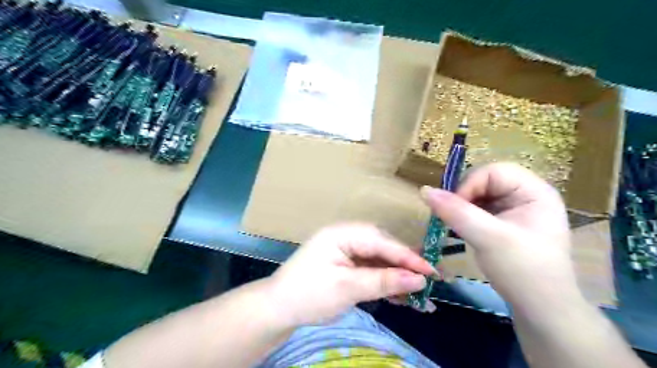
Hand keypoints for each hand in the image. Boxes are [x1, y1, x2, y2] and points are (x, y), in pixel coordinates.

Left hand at [264, 225, 437, 323]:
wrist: (278, 309)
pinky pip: (371, 271)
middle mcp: (347, 237)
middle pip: (383, 248)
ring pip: (380, 261)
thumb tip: (419, 280)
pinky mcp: (347, 266)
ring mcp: (347, 251)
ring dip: (399, 277)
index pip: (381, 241)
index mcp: (342, 233)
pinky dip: (386, 283)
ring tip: (422, 295)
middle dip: (406, 266)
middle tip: (431, 281)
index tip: (432, 272)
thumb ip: (383, 281)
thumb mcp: (347, 288)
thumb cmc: (308, 294)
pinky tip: (403, 297)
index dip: (408, 257)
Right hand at [420, 163, 578, 315]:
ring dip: (462, 207)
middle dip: (464, 197)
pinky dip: (465, 216)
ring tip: (456, 226)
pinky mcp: (504, 222)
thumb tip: (424, 190)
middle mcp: (525, 195)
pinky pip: (478, 209)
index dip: (469, 185)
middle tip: (452, 218)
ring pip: (478, 195)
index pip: (493, 172)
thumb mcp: (488, 239)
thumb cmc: (523, 271)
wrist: (540, 310)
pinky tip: (463, 230)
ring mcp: (514, 209)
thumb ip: (456, 212)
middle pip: (484, 181)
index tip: (454, 208)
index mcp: (534, 192)